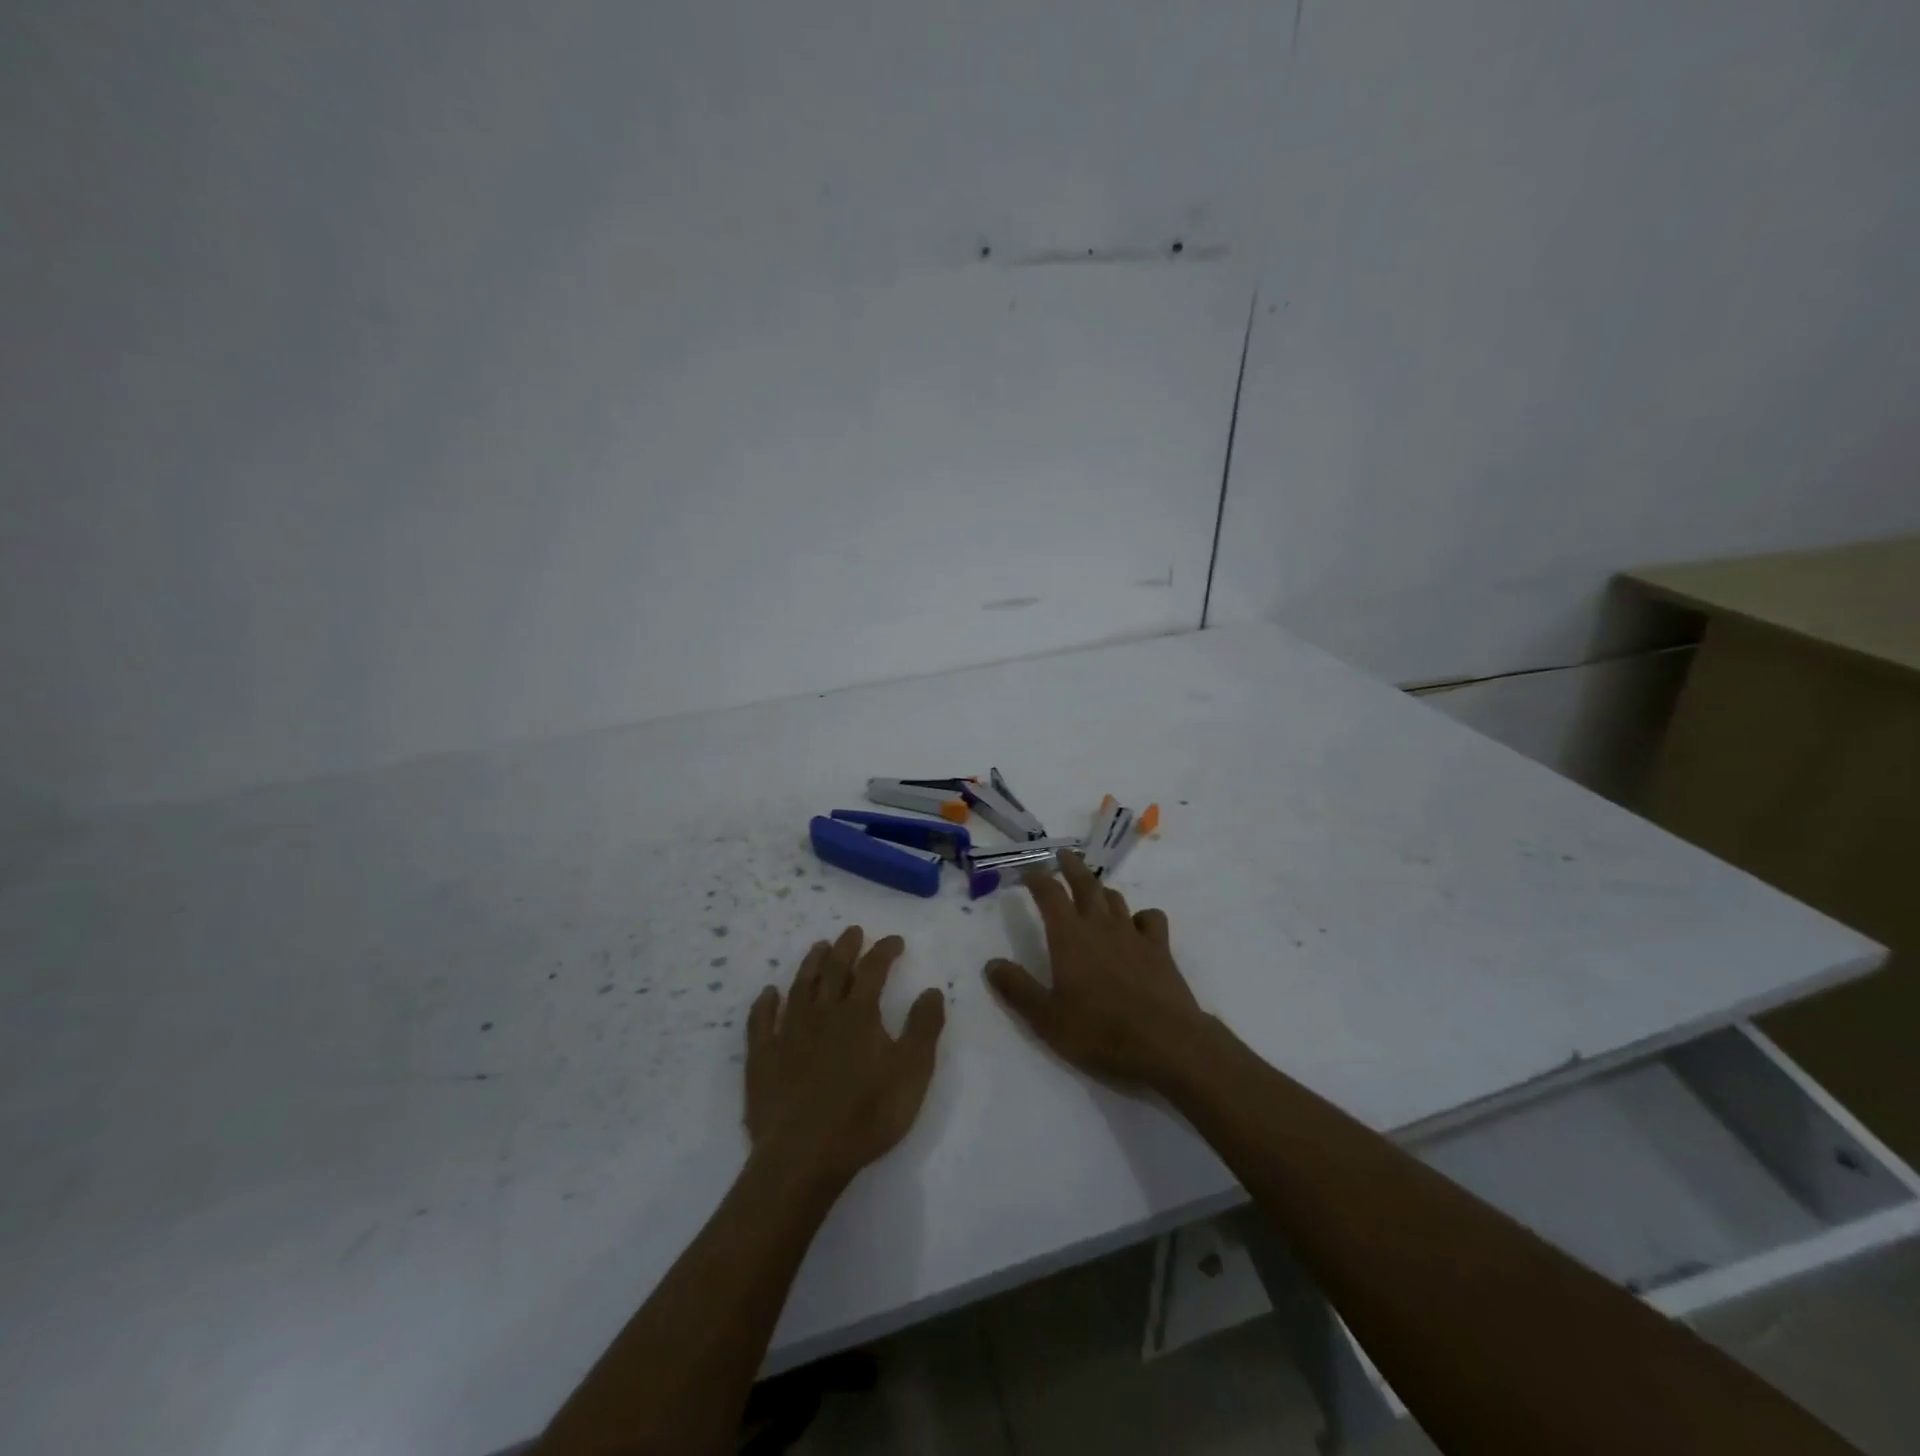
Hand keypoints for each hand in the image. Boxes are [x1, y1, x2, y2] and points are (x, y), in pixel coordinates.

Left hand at [746, 926, 945, 1187]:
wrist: (805, 1156)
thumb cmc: (866, 1114)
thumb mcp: (912, 1073)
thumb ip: (923, 1028)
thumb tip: (931, 990)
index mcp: (859, 1015)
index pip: (873, 970)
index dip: (884, 951)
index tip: (895, 941)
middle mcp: (822, 1014)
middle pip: (834, 970)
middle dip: (846, 947)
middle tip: (852, 931)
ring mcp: (788, 1034)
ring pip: (800, 987)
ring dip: (811, 964)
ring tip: (819, 947)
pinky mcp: (763, 1059)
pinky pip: (761, 1022)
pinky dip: (765, 1004)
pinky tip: (769, 994)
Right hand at [984, 850, 1208, 1089]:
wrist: (1166, 1042)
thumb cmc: (1100, 1031)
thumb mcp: (1047, 1018)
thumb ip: (1017, 989)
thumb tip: (991, 964)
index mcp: (1069, 937)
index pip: (1050, 894)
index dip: (1038, 879)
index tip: (1028, 872)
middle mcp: (1100, 926)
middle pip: (1085, 884)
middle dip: (1071, 867)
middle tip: (1063, 854)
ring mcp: (1133, 934)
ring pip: (1115, 899)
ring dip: (1100, 890)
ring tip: (1092, 889)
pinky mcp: (1160, 949)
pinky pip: (1150, 918)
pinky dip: (1140, 916)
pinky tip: (1137, 925)